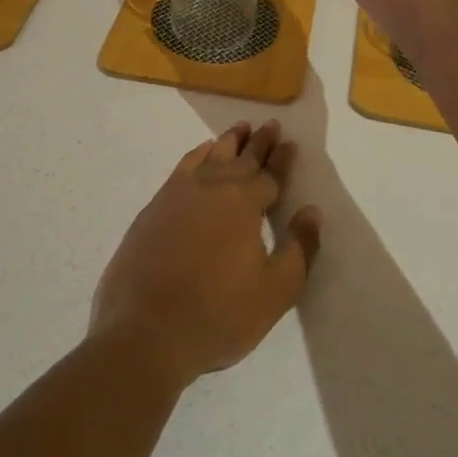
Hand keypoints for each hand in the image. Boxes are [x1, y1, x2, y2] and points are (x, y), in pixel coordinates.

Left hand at [91, 121, 322, 387]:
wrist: (145, 332)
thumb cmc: (218, 315)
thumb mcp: (275, 291)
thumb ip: (300, 248)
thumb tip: (312, 211)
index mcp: (244, 203)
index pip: (270, 174)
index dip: (282, 160)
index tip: (290, 143)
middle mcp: (212, 187)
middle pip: (241, 158)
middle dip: (259, 142)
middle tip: (269, 125)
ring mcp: (179, 194)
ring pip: (210, 156)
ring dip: (228, 141)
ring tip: (239, 129)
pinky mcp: (154, 207)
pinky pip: (183, 167)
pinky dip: (196, 155)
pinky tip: (201, 154)